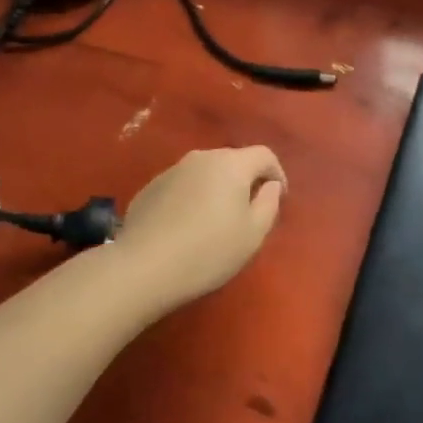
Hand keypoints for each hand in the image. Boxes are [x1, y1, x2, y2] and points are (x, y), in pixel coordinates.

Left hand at [112, 146, 286, 309]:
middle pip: (234, 161)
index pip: (264, 155)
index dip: (277, 173)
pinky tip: (186, 228)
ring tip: (216, 222)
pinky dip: (192, 199)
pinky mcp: (150, 187)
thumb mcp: (253, 234)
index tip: (279, 198)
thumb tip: (270, 185)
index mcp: (231, 164)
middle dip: (246, 181)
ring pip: (206, 173)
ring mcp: (172, 170)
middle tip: (248, 213)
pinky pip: (183, 186)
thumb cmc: (208, 251)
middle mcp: (202, 157)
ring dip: (217, 189)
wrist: (143, 267)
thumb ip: (269, 204)